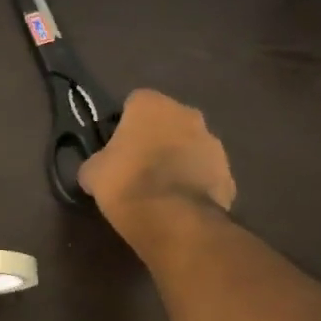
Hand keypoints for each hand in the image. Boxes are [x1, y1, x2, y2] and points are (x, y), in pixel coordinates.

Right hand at [80, 89, 235, 240]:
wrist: (173, 219)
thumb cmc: (126, 183)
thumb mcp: (92, 172)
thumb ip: (97, 161)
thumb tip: (98, 168)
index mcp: (152, 105)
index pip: (135, 102)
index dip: (124, 122)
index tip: (116, 144)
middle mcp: (187, 114)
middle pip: (168, 121)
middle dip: (156, 138)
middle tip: (138, 164)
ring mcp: (213, 143)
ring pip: (190, 146)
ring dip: (178, 159)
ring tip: (161, 188)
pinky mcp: (228, 173)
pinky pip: (205, 173)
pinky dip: (194, 183)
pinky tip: (178, 204)